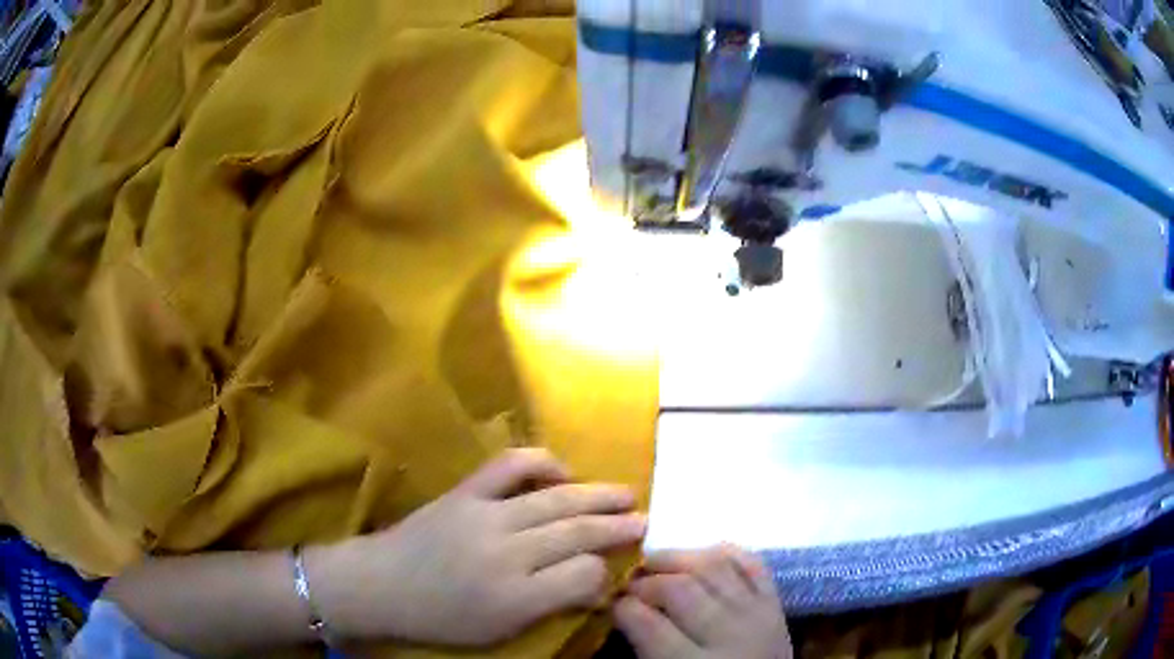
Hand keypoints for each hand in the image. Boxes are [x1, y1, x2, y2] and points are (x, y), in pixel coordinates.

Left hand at [308, 449, 645, 645]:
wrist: (380, 585)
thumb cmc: (440, 618)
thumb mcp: (498, 630)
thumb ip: (547, 606)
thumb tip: (590, 583)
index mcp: (514, 597)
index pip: (581, 575)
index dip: (605, 571)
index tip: (615, 570)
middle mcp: (506, 552)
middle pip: (576, 532)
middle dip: (617, 526)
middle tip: (646, 520)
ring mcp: (485, 515)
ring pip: (555, 500)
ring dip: (596, 495)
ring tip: (625, 494)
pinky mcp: (466, 492)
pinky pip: (510, 466)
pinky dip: (542, 463)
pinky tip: (562, 471)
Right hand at [615, 546, 792, 658]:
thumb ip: (645, 650)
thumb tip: (621, 613)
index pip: (650, 625)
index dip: (624, 607)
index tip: (612, 602)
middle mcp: (728, 634)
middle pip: (681, 590)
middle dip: (647, 581)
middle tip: (629, 584)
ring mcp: (756, 613)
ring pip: (715, 568)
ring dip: (679, 559)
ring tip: (657, 564)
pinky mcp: (775, 602)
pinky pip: (753, 565)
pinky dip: (727, 552)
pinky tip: (702, 555)